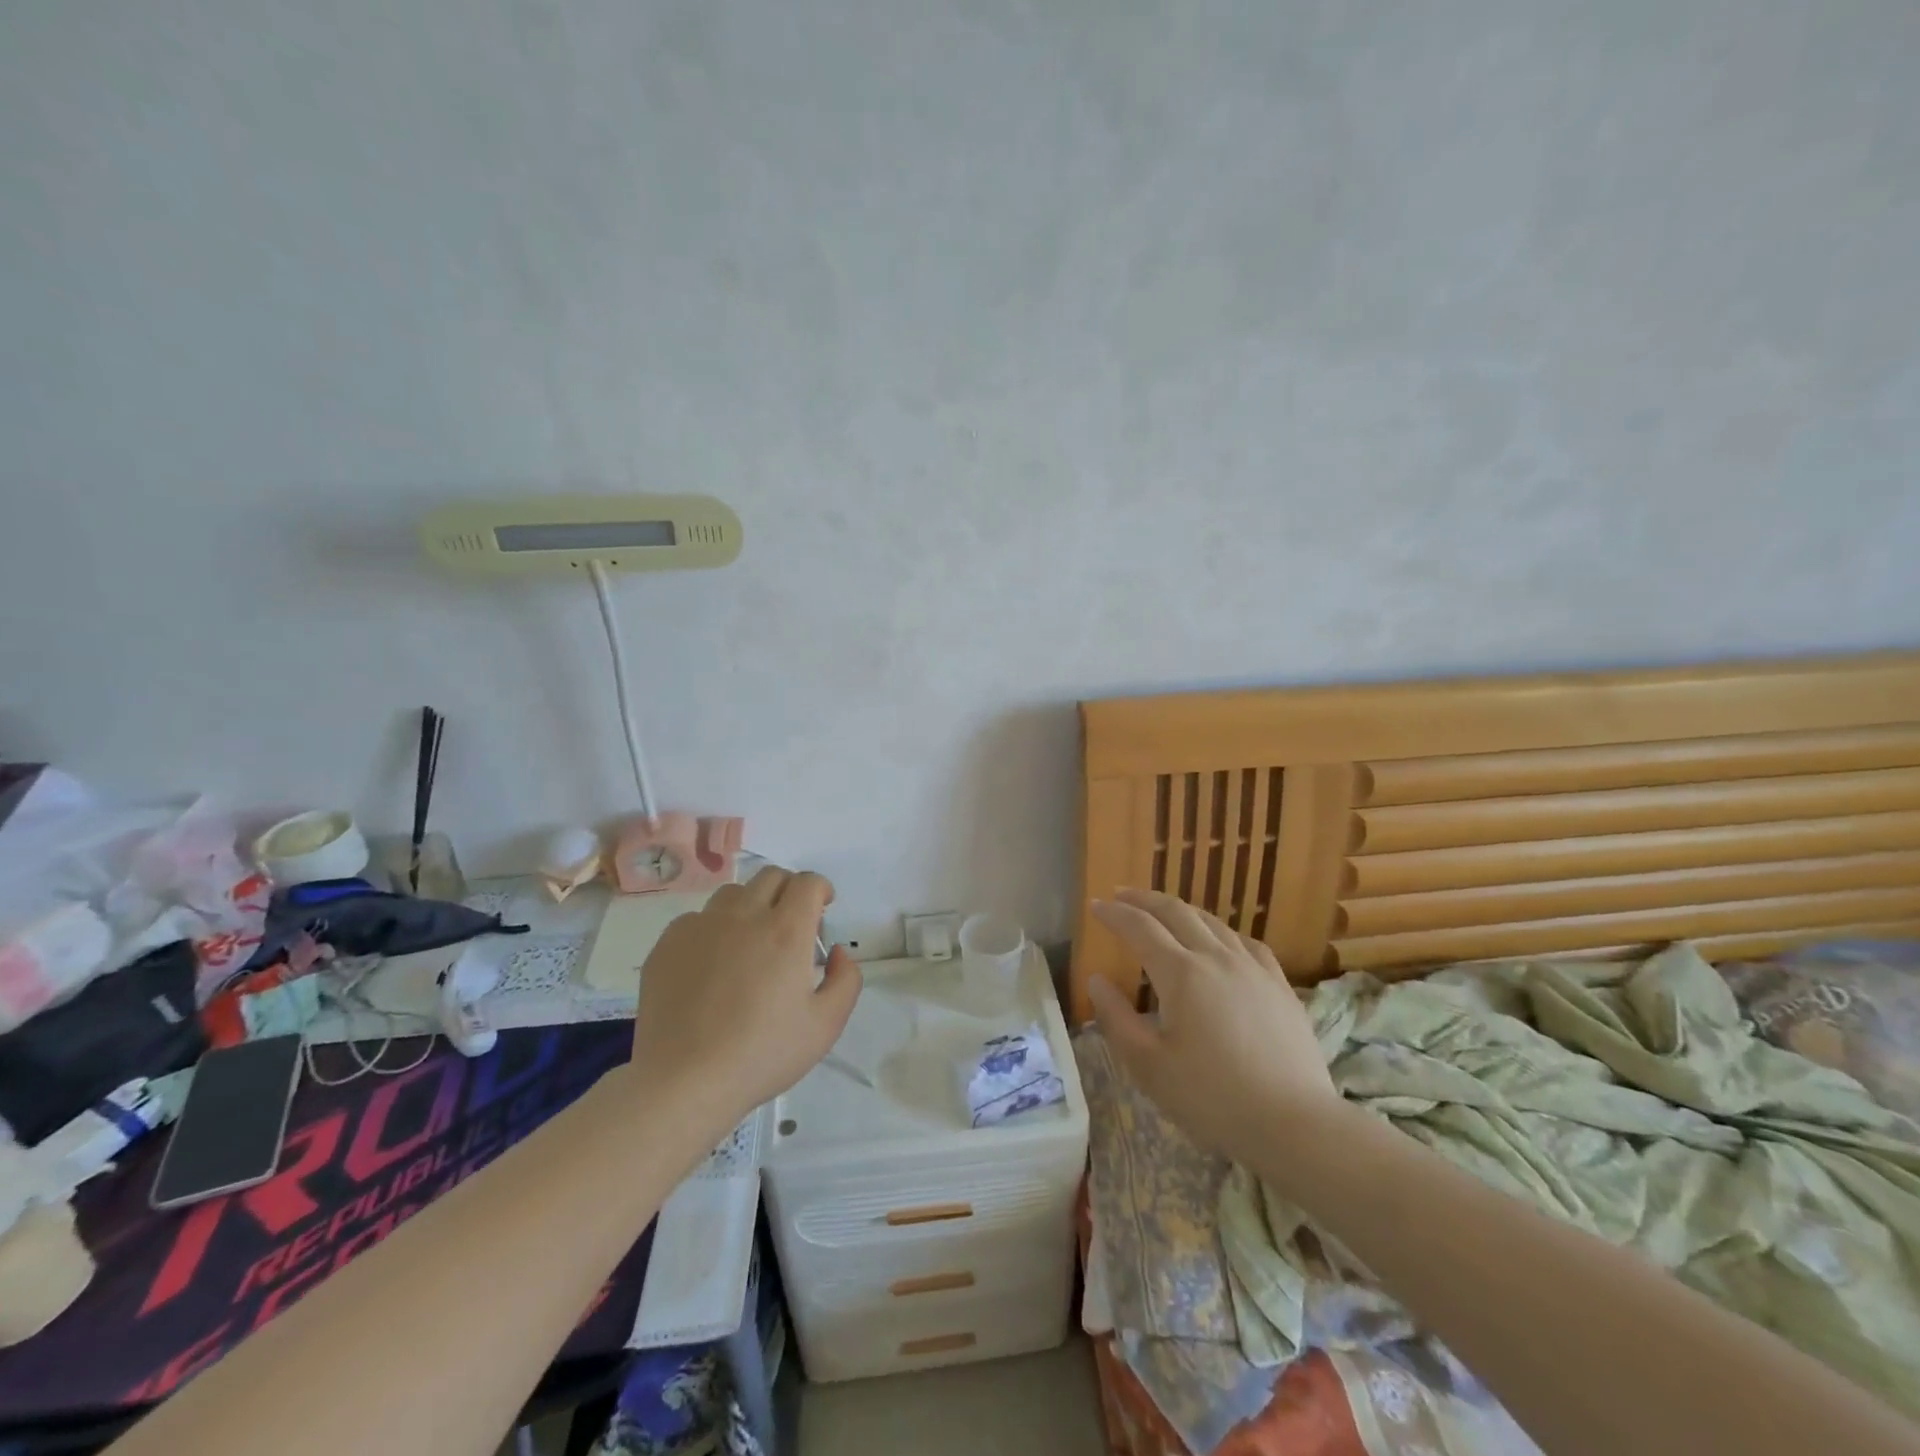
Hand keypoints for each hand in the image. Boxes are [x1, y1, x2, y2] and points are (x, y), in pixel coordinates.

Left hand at [628, 866, 861, 1141]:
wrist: (683, 1081)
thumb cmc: (762, 1055)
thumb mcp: (825, 1026)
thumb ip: (846, 980)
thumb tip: (837, 952)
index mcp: (786, 931)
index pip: (807, 882)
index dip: (820, 889)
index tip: (822, 908)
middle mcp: (744, 916)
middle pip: (771, 876)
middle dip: (789, 890)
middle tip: (791, 923)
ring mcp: (702, 927)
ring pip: (733, 893)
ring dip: (751, 905)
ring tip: (750, 941)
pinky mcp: (669, 943)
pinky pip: (697, 919)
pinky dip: (713, 929)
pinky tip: (712, 965)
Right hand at [1088, 888, 1339, 1162]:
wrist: (1296, 1124)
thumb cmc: (1213, 1098)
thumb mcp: (1149, 1066)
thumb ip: (1116, 1018)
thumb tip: (1096, 980)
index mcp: (1181, 973)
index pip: (1139, 928)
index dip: (1114, 914)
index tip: (1094, 906)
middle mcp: (1216, 957)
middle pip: (1176, 912)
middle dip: (1144, 900)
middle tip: (1121, 895)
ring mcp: (1253, 968)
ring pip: (1212, 922)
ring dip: (1180, 910)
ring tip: (1163, 913)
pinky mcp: (1280, 985)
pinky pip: (1245, 942)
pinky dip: (1220, 931)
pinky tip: (1220, 941)